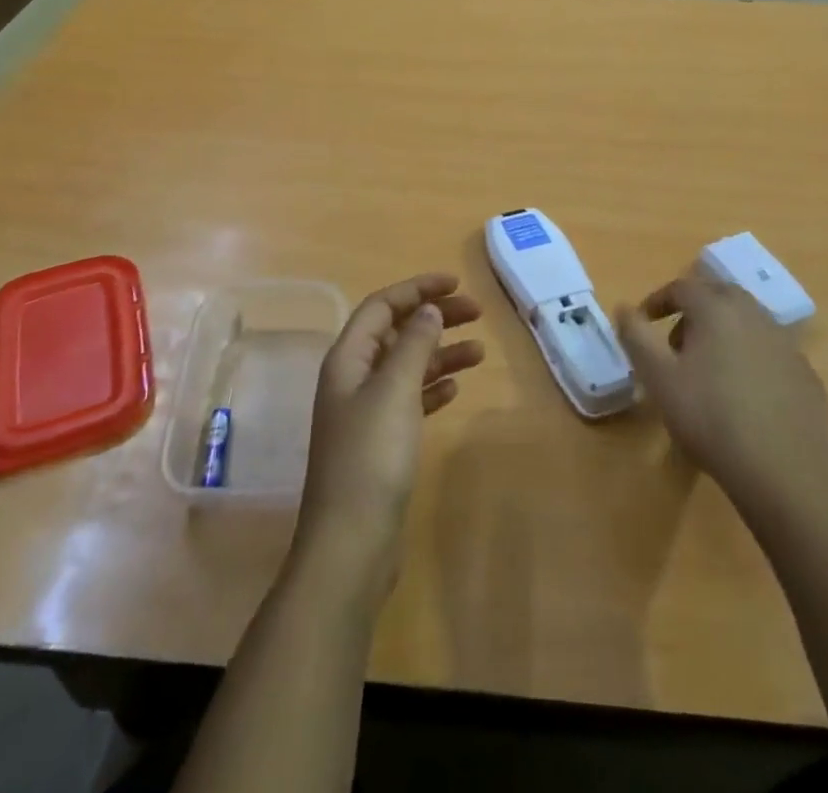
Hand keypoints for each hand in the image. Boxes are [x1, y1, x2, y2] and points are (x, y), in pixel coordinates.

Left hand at [293, 272, 483, 601]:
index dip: (417, 289)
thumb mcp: (394, 391)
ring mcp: (366, 412)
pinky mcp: (381, 442)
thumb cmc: (371, 457)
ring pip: (407, 366)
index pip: (382, 306)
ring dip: (440, 353)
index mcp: (348, 359)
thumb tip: (429, 310)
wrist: (351, 543)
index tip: (457, 283)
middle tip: (477, 312)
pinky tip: (456, 389)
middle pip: (396, 332)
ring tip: (479, 351)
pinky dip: (433, 387)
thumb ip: (414, 345)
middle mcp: (353, 378)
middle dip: (434, 317)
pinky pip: (410, 399)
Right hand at [617, 278, 827, 516]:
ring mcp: (786, 343)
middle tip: (675, 344)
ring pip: (747, 321)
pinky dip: (750, 357)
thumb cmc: (709, 417)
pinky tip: (744, 393)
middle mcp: (754, 314)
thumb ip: (636, 336)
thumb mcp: (658, 377)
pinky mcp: (805, 373)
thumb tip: (624, 307)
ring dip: (723, 332)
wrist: (782, 470)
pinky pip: (769, 351)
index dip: (658, 300)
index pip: (682, 287)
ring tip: (708, 369)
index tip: (644, 322)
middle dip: (693, 311)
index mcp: (716, 309)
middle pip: (718, 295)